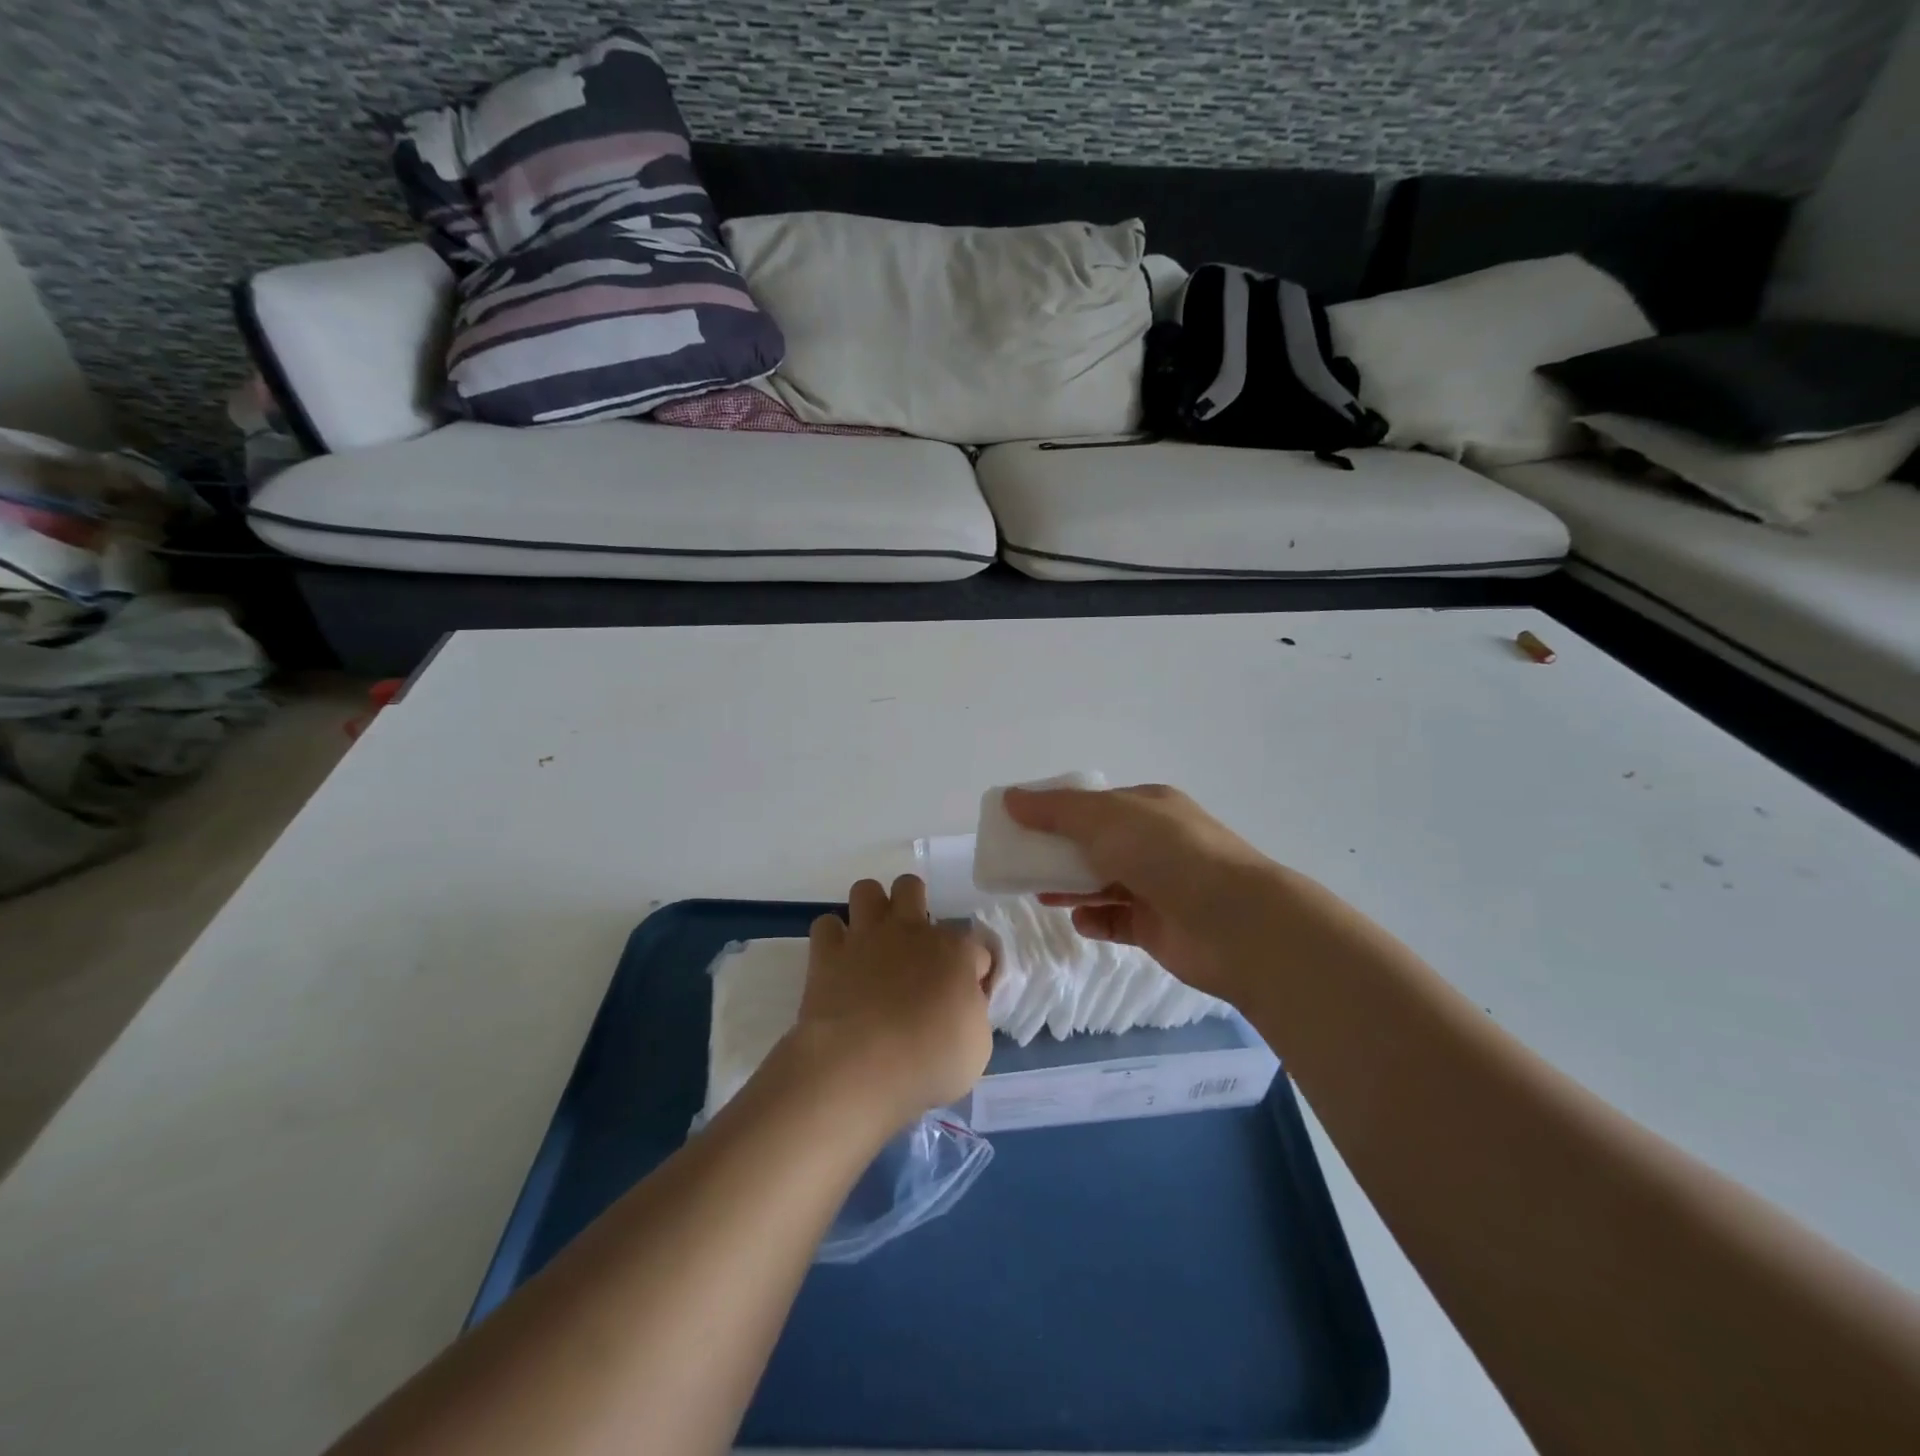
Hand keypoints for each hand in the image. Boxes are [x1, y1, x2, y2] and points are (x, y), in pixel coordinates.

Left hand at [790, 875, 994, 1129]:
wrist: (858, 1067)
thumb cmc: (927, 1063)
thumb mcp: (976, 1048)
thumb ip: (973, 1012)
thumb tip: (964, 1001)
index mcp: (955, 952)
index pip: (976, 946)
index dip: (975, 970)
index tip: (968, 995)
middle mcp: (911, 931)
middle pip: (911, 888)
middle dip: (914, 906)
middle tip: (914, 946)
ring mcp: (866, 936)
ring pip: (866, 890)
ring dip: (871, 910)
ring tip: (874, 941)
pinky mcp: (827, 952)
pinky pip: (826, 925)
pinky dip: (832, 939)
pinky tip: (839, 960)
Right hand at [1002, 783, 1299, 1005]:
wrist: (1233, 923)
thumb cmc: (1166, 854)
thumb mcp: (1104, 818)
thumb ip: (1055, 810)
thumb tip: (1011, 798)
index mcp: (1149, 808)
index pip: (1095, 805)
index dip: (1057, 812)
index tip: (1022, 824)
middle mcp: (1155, 844)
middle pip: (1096, 845)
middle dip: (1059, 853)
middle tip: (1022, 863)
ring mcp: (1159, 887)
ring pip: (1104, 883)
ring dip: (1072, 887)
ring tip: (1040, 894)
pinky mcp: (1159, 927)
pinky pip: (1118, 921)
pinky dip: (1096, 920)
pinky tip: (1079, 922)